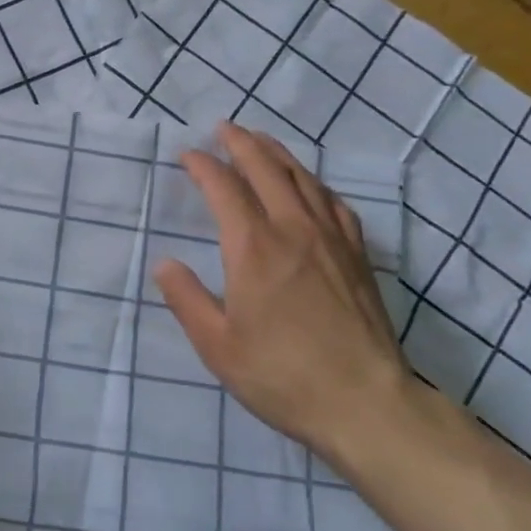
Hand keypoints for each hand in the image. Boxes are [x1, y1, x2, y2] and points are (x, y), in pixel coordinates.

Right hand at [155, 123, 409, 458]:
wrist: (365, 403)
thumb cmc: (281, 375)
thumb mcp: (217, 345)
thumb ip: (186, 299)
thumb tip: (164, 263)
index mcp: (254, 248)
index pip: (224, 189)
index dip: (204, 166)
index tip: (188, 155)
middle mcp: (293, 230)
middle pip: (266, 170)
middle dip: (241, 143)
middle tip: (223, 128)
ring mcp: (331, 240)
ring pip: (302, 179)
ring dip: (277, 154)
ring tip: (261, 141)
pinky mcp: (357, 256)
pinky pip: (334, 203)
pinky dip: (314, 183)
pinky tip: (311, 186)